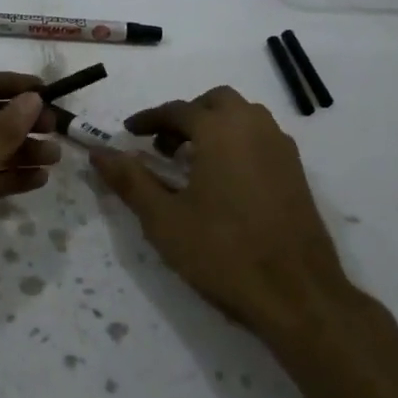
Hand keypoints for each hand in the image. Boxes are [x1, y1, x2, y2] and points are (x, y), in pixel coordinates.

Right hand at [90, 86, 348, 338]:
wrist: (298, 295)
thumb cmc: (223, 252)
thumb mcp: (164, 220)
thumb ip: (130, 181)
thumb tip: (99, 153)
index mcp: (220, 130)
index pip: (176, 110)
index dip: (148, 119)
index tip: (128, 133)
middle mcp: (253, 127)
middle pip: (214, 102)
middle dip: (186, 116)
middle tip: (164, 146)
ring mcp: (281, 148)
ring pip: (243, 117)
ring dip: (214, 126)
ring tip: (193, 162)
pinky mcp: (297, 172)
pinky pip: (261, 138)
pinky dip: (237, 142)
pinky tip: (225, 181)